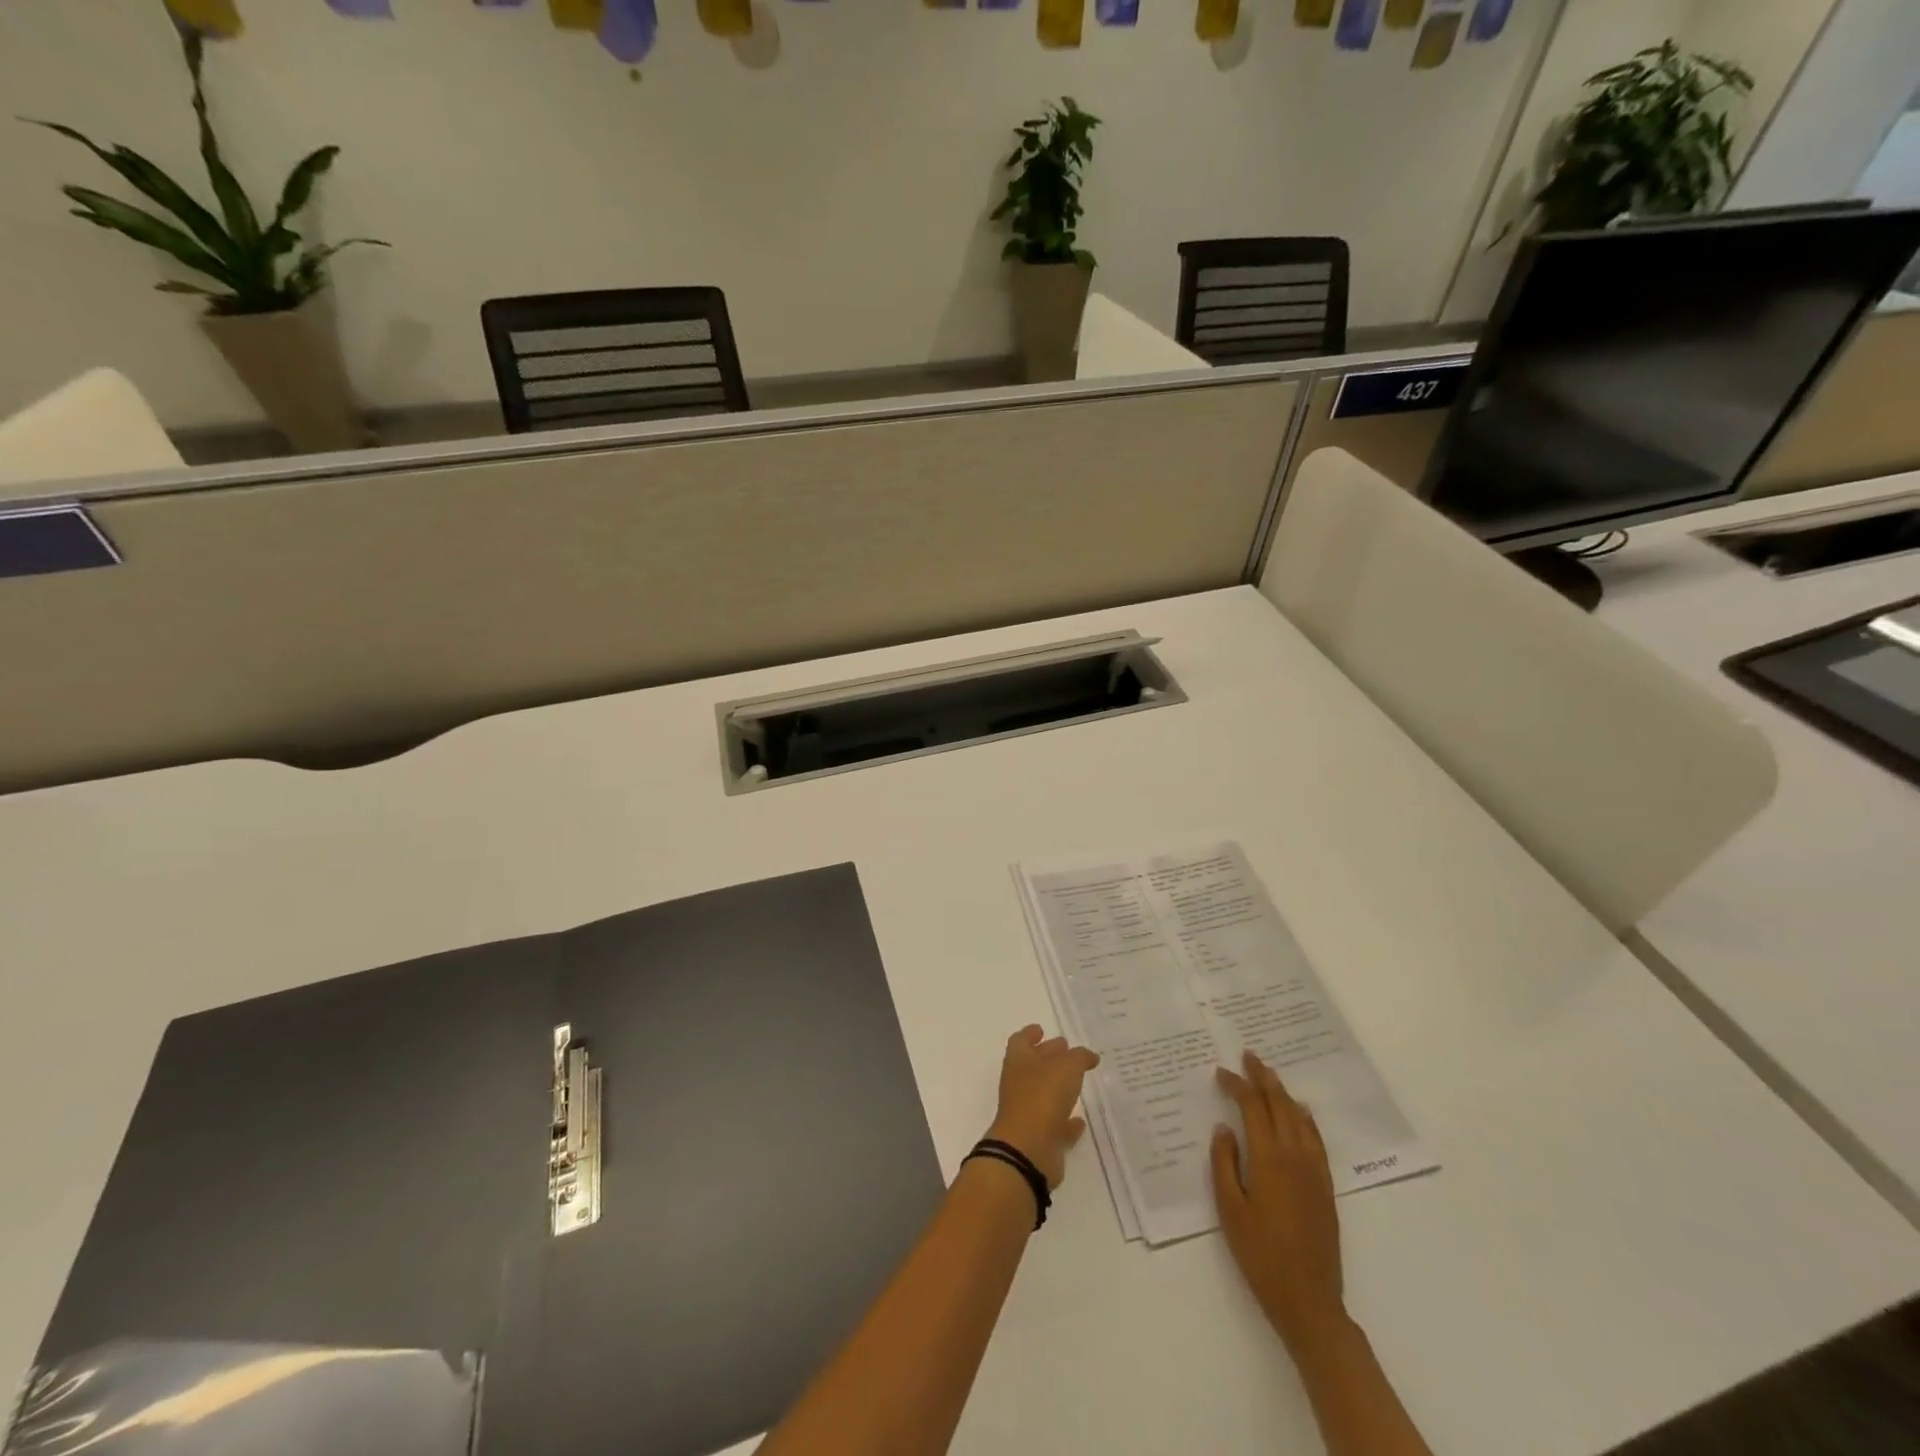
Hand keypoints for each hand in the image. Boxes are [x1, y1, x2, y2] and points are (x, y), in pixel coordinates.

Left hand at [986, 1024, 1099, 1188]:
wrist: (1028, 1150)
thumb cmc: (1043, 1096)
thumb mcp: (1067, 1067)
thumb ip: (1079, 1057)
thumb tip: (1088, 1056)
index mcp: (1019, 1060)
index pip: (1021, 1040)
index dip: (1030, 1033)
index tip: (1042, 1029)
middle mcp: (1019, 1084)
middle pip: (1033, 1065)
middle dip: (1049, 1057)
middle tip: (1069, 1051)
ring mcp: (1026, 1112)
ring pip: (1043, 1095)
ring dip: (1058, 1089)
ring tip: (1079, 1083)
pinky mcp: (1038, 1139)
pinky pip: (1054, 1126)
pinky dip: (1065, 1123)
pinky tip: (1080, 1121)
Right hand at [1210, 1051, 1345, 1349]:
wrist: (1309, 1300)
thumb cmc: (1260, 1255)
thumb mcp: (1229, 1209)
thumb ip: (1224, 1163)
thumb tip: (1224, 1128)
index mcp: (1269, 1158)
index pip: (1253, 1108)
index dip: (1237, 1085)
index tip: (1220, 1072)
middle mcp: (1295, 1156)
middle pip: (1280, 1104)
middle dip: (1263, 1078)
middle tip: (1248, 1056)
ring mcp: (1314, 1170)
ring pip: (1300, 1118)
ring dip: (1283, 1093)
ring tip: (1269, 1076)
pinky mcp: (1325, 1186)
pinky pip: (1316, 1138)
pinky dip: (1304, 1117)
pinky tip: (1300, 1113)